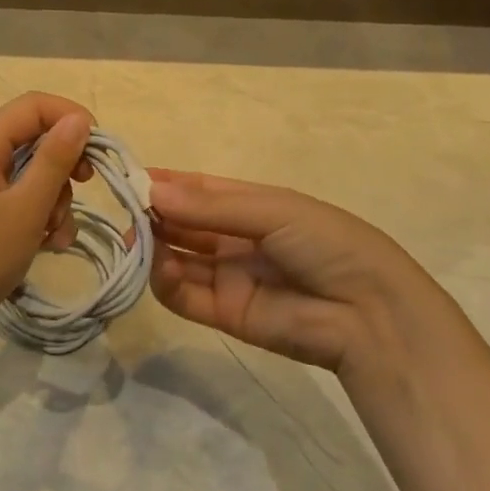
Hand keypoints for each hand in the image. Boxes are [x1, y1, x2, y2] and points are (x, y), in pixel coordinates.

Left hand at [0, 93, 95, 359]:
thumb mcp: (25, 209)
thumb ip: (54, 161)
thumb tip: (79, 119)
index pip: (31, 107)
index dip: (68, 117)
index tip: (97, 149)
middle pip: (33, 142)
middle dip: (63, 166)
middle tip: (83, 188)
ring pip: (30, 178)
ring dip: (54, 201)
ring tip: (56, 236)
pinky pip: (18, 206)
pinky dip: (38, 220)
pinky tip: (47, 247)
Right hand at [147, 170, 452, 379]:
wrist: (367, 312)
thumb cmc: (325, 242)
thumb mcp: (272, 210)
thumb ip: (210, 206)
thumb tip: (152, 191)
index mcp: (252, 206)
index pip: (198, 191)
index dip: (164, 184)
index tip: (126, 177)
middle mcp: (234, 238)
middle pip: (182, 224)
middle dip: (152, 216)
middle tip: (122, 211)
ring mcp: (227, 276)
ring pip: (176, 259)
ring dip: (153, 248)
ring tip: (136, 240)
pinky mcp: (223, 313)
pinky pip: (183, 295)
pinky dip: (165, 282)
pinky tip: (160, 268)